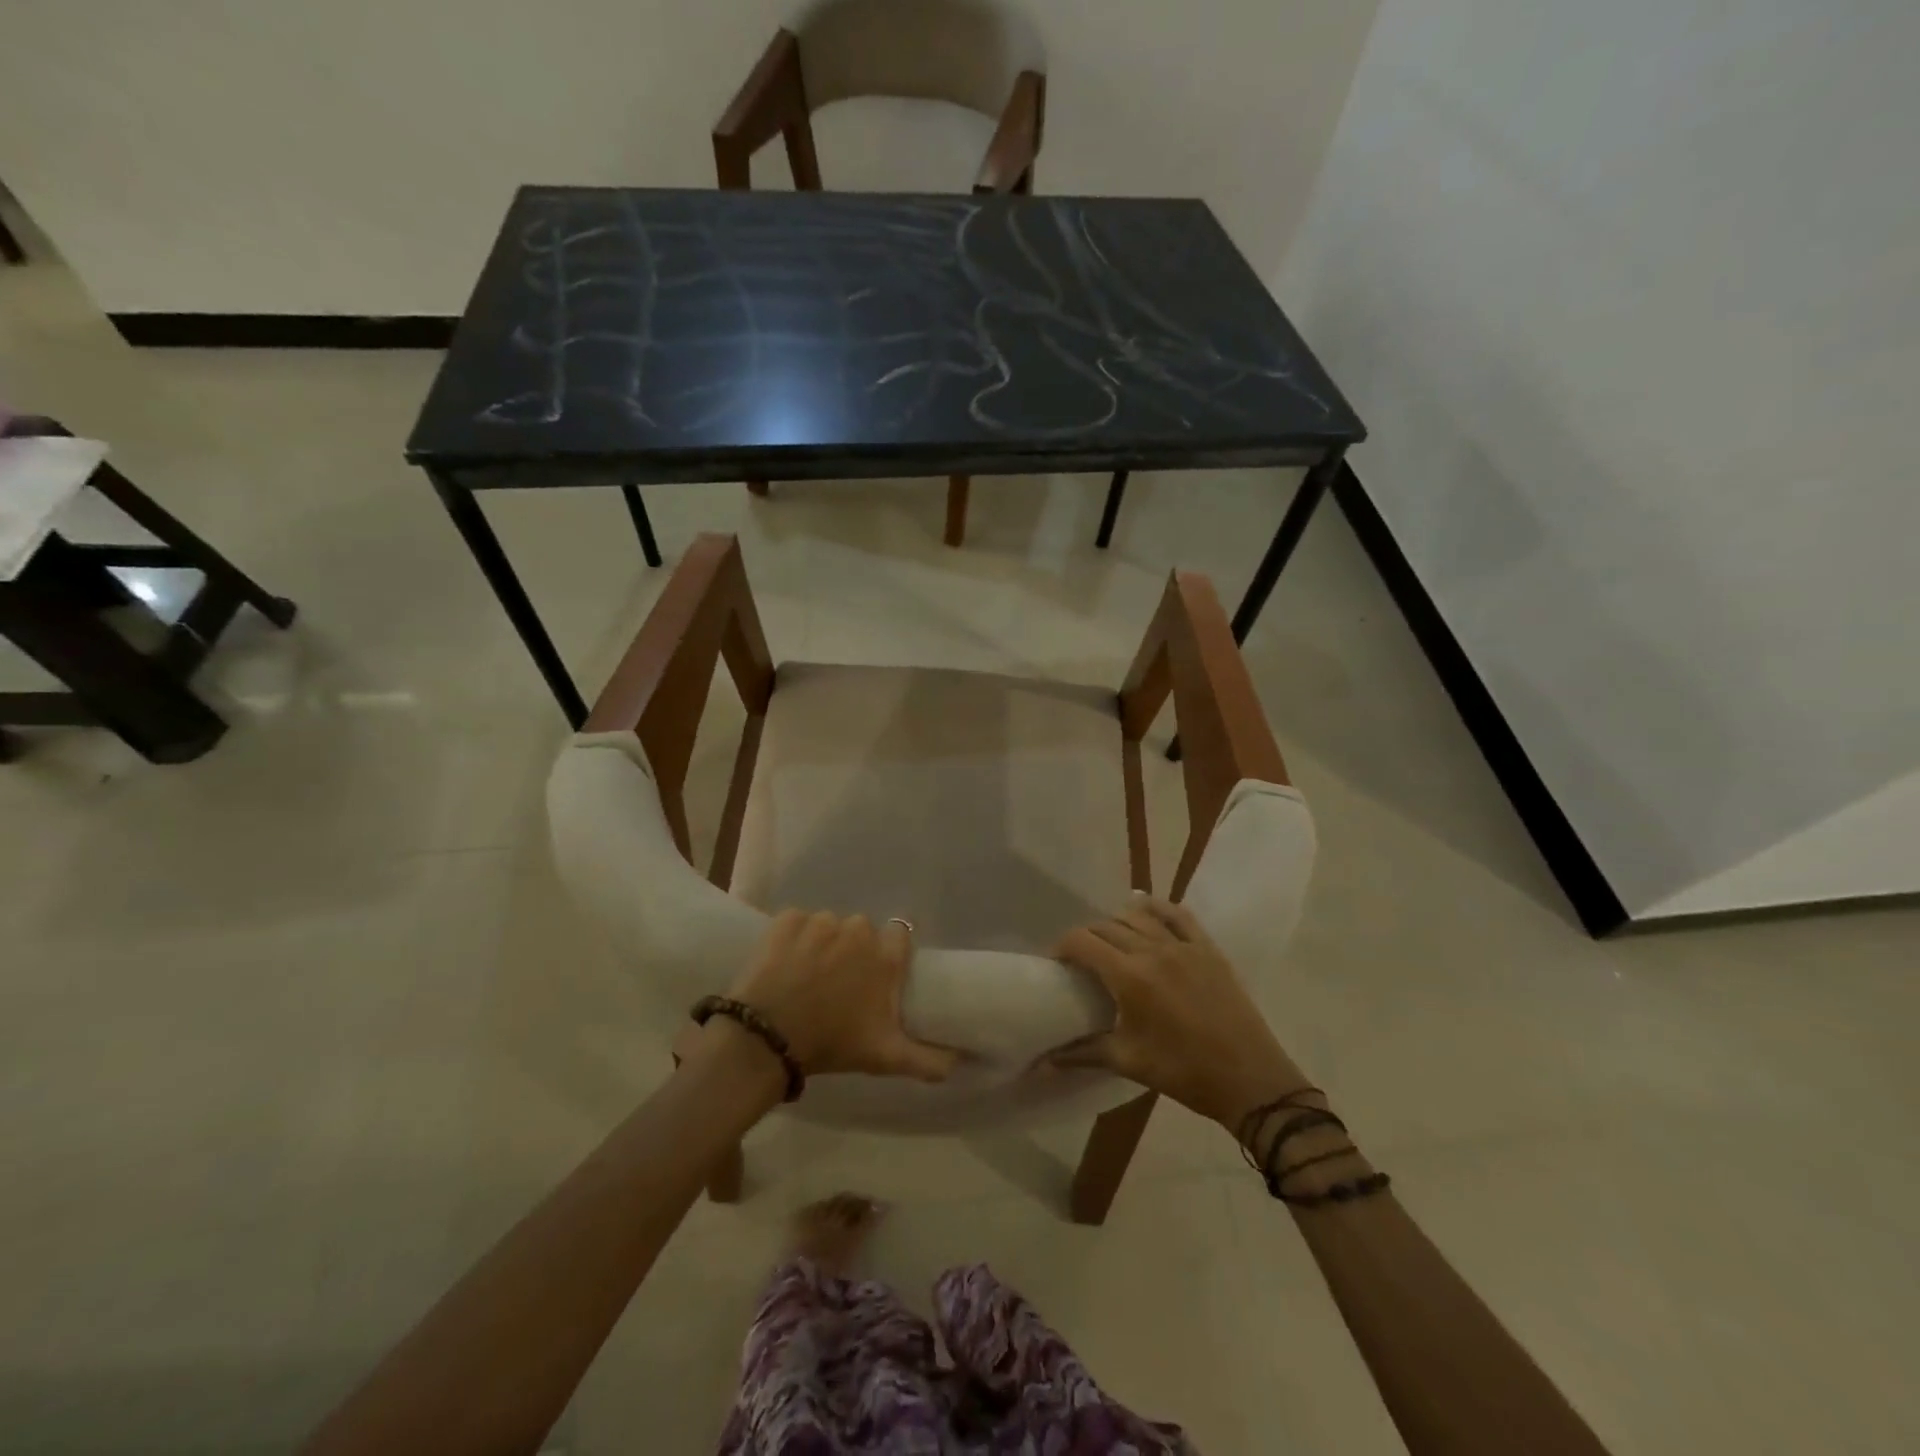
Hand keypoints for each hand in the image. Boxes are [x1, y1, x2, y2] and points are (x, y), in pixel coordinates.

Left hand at [728, 910, 959, 1081]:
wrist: (767, 1038)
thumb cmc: (833, 1043)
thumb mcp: (886, 1057)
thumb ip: (929, 1059)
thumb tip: (961, 1061)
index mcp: (886, 956)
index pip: (900, 936)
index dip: (889, 954)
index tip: (876, 976)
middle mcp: (859, 929)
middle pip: (862, 931)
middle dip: (854, 952)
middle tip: (839, 985)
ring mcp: (821, 921)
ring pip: (829, 926)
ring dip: (823, 944)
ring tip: (807, 977)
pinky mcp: (787, 919)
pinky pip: (797, 923)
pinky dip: (793, 938)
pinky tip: (785, 964)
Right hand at [1051, 897, 1309, 1128]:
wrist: (1249, 1079)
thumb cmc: (1184, 1073)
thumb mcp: (1128, 1062)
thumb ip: (1083, 1053)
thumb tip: (1046, 1060)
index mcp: (1129, 977)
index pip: (1083, 942)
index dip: (1063, 946)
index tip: (1057, 963)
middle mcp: (1153, 950)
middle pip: (1107, 926)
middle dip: (1087, 937)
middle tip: (1081, 960)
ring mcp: (1183, 945)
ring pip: (1139, 914)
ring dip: (1117, 921)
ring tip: (1111, 941)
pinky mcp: (1208, 948)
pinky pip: (1178, 914)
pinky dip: (1157, 907)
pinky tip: (1146, 909)